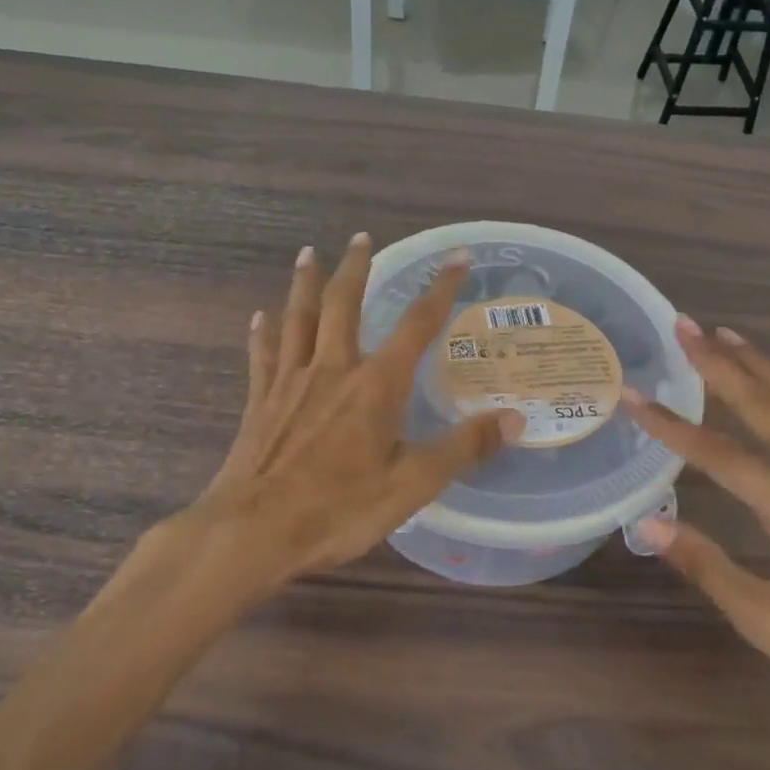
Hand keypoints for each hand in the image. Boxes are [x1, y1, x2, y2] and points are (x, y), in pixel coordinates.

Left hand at [191, 235, 521, 595]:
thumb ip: (464, 448)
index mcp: (376, 385)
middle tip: (361, 237)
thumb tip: (516, 419)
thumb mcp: (413, 485)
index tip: (458, 257)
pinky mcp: (260, 401)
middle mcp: (333, 369)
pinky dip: (264, 332)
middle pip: (343, 304)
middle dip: (355, 268)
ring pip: (298, 318)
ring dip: (305, 283)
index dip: (441, 289)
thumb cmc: (338, 510)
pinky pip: (263, 355)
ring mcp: (290, 381)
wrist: (253, 533)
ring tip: (309, 253)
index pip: (417, 325)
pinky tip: (261, 317)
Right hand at [625, 319, 769, 709]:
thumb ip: (707, 566)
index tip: (634, 397)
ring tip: (722, 333)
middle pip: (766, 406)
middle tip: (685, 325)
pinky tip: (768, 382)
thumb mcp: (766, 622)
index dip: (672, 425)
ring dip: (756, 365)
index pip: (721, 455)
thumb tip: (648, 524)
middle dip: (721, 363)